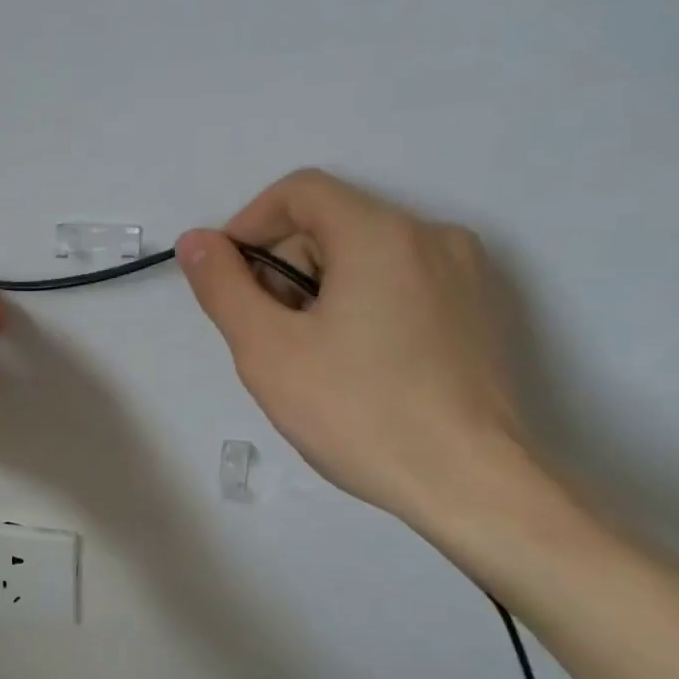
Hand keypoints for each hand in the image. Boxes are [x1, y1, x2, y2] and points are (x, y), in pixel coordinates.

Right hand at [177, 169, 527, 530]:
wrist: (471, 486)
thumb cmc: (359, 412)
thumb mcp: (268, 350)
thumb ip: (223, 287)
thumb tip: (196, 241)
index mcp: (381, 234)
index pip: (300, 192)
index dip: (249, 225)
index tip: (228, 279)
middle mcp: (433, 236)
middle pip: (333, 225)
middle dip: (285, 268)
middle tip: (268, 335)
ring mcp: (466, 274)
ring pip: (367, 257)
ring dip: (320, 290)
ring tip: (311, 359)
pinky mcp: (481, 312)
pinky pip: (403, 284)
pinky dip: (363, 305)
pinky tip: (358, 366)